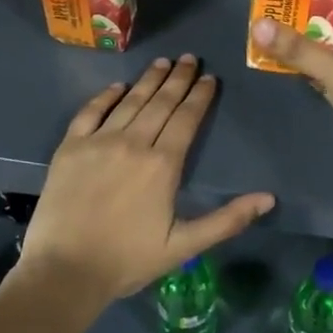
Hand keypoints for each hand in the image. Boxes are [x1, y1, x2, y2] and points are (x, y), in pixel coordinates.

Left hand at [18, 56, 274, 301]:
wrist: (63, 273)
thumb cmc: (128, 260)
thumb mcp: (184, 245)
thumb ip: (228, 220)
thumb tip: (269, 199)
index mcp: (163, 164)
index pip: (186, 119)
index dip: (200, 96)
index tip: (210, 78)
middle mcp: (133, 143)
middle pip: (161, 102)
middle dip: (178, 78)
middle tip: (190, 58)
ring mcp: (98, 142)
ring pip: (130, 101)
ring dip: (149, 79)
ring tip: (163, 62)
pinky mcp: (69, 148)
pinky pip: (90, 112)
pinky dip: (105, 96)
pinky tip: (118, 86)